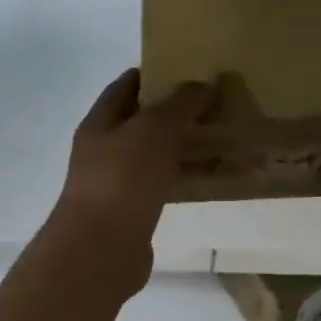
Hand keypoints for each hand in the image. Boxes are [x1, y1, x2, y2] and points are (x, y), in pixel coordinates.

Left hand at [47, 69, 212, 295]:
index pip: (125, 87)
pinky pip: (163, 188)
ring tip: (220, 138)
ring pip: (154, 158)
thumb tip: (202, 84)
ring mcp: (117, 186)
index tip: (188, 69)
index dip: (153, 74)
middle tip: (214, 105)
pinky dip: (184, 180)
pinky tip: (210, 179)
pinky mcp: (133, 215)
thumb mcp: (154, 130)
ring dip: (182, 148)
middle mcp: (104, 152)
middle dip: (174, 114)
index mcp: (100, 124)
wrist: (101, 250)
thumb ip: (179, 105)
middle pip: (141, 124)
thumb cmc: (122, 180)